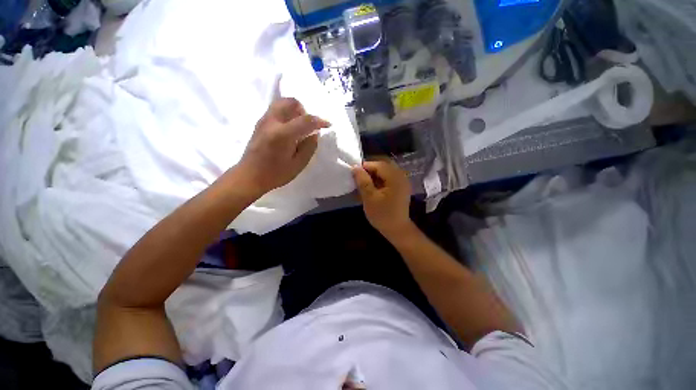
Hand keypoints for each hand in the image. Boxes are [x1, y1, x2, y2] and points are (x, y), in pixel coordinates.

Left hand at [237, 98, 329, 195]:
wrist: (249, 176)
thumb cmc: (275, 174)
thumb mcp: (298, 165)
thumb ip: (309, 148)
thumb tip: (314, 134)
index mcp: (282, 135)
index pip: (305, 120)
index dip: (319, 121)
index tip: (328, 124)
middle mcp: (272, 122)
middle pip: (291, 102)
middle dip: (304, 111)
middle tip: (308, 126)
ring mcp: (263, 120)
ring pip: (282, 103)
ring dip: (294, 111)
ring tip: (299, 127)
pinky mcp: (260, 123)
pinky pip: (276, 110)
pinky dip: (286, 114)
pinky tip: (289, 129)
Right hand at [352, 159, 413, 238]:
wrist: (397, 230)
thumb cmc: (383, 215)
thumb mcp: (369, 198)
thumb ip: (363, 181)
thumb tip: (355, 167)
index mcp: (395, 178)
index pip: (379, 165)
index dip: (365, 166)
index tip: (353, 172)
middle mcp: (401, 176)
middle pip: (383, 167)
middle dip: (369, 171)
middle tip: (358, 178)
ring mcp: (401, 182)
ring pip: (384, 173)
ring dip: (373, 176)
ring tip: (363, 184)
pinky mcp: (400, 188)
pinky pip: (388, 179)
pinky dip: (378, 181)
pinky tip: (371, 188)